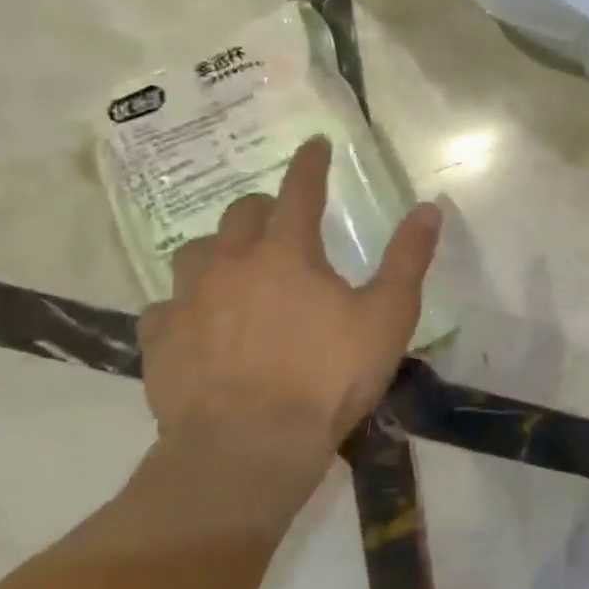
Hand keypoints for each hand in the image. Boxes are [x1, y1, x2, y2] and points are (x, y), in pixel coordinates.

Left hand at [137, 137, 440, 515]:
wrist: (248, 445)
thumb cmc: (328, 375)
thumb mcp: (388, 316)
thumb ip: (408, 259)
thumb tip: (428, 208)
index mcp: (287, 252)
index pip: (300, 190)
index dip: (311, 164)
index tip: (314, 143)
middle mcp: (232, 263)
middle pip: (241, 214)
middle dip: (265, 208)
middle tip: (283, 221)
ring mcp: (188, 301)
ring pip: (196, 252)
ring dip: (220, 249)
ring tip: (237, 266)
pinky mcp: (160, 341)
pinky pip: (167, 306)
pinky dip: (187, 304)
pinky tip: (199, 322)